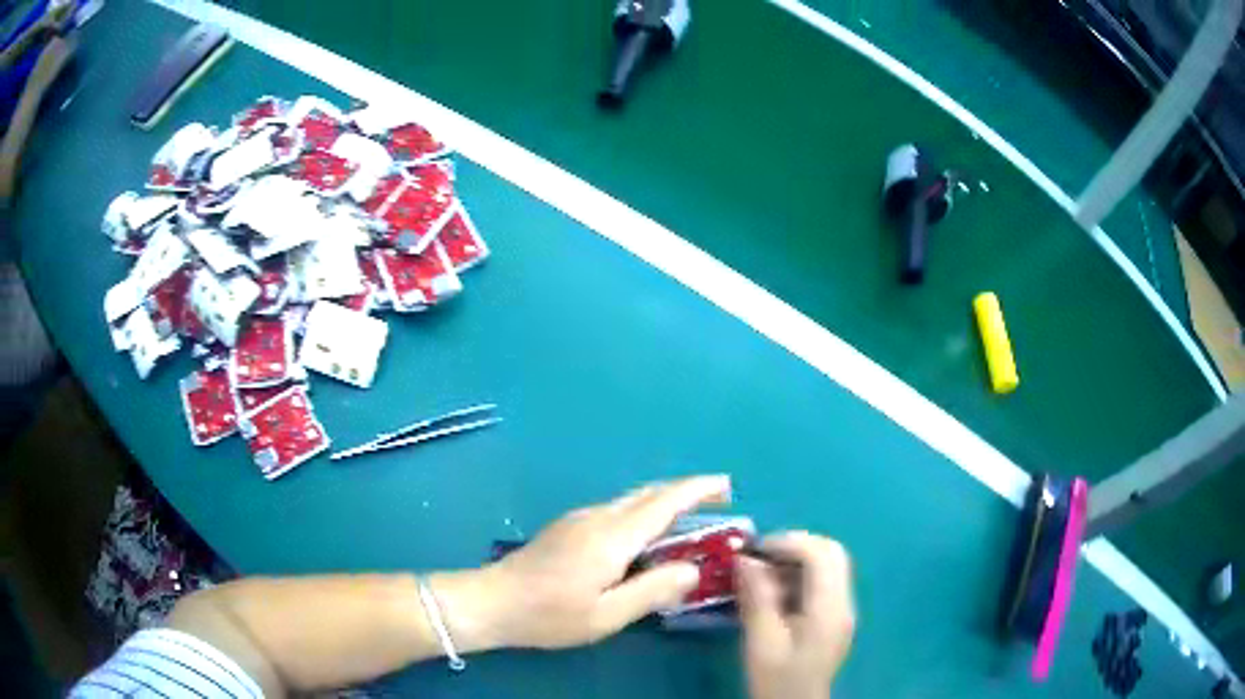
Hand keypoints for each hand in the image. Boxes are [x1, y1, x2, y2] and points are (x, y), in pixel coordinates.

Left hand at [481, 475, 730, 648]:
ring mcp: (579, 518)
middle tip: (718, 504)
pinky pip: (616, 511)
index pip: (665, 502)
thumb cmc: (550, 614)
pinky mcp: (568, 527)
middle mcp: (598, 517)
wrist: (493, 601)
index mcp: (612, 536)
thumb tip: (692, 569)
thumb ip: (653, 590)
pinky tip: (646, 540)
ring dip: (664, 504)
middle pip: (649, 493)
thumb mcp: (607, 614)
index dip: (698, 489)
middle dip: (686, 492)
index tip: (727, 485)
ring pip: (632, 500)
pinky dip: (643, 515)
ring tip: (689, 525)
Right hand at [737, 532, 855, 698]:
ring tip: (761, 575)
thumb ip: (757, 597)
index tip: (753, 550)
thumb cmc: (777, 679)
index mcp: (830, 608)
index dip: (788, 542)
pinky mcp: (834, 618)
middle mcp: (844, 603)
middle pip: (832, 553)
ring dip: (797, 561)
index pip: (821, 555)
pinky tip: (774, 594)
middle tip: (759, 557)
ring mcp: (842, 610)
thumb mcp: (761, 641)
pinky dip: (800, 577)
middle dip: (795, 546)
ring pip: (829, 566)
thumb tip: (745, 558)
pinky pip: (823, 584)